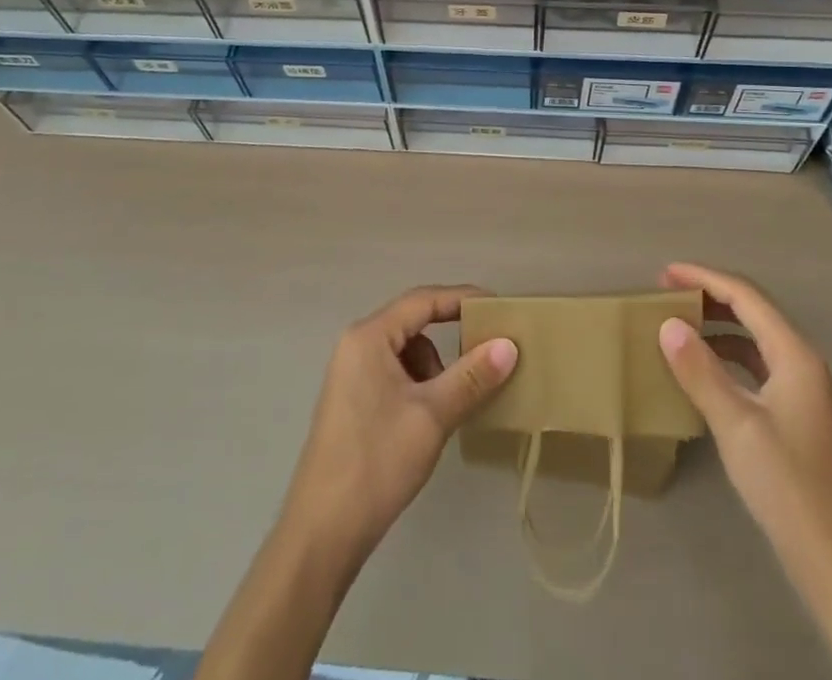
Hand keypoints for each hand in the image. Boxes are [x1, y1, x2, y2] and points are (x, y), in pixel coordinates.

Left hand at [280, 285, 518, 564]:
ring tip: (453, 402)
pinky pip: (395, 374)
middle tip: (488, 352)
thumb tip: (509, 345)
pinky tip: (432, 418)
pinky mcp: (352, 401)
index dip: (462, 298)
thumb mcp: (432, 416)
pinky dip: (419, 386)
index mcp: (369, 337)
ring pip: (406, 352)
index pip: (423, 300)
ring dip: (435, 368)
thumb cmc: (377, 462)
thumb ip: (472, 376)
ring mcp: (351, 374)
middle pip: (413, 324)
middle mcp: (356, 345)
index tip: (498, 307)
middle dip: (451, 337)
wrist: (321, 534)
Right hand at [656, 262, 831, 541]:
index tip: (663, 273)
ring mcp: (800, 389)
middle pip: (752, 311)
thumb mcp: (736, 425)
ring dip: (717, 325)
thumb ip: (700, 371)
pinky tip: (702, 370)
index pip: (745, 296)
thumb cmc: (788, 486)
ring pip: (754, 337)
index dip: (703, 278)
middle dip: (710, 296)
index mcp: (794, 354)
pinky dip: (726, 355)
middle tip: (666, 294)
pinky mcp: (794, 414)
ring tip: (678, 325)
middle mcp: (801, 362)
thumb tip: (668, 324)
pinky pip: (755, 364)